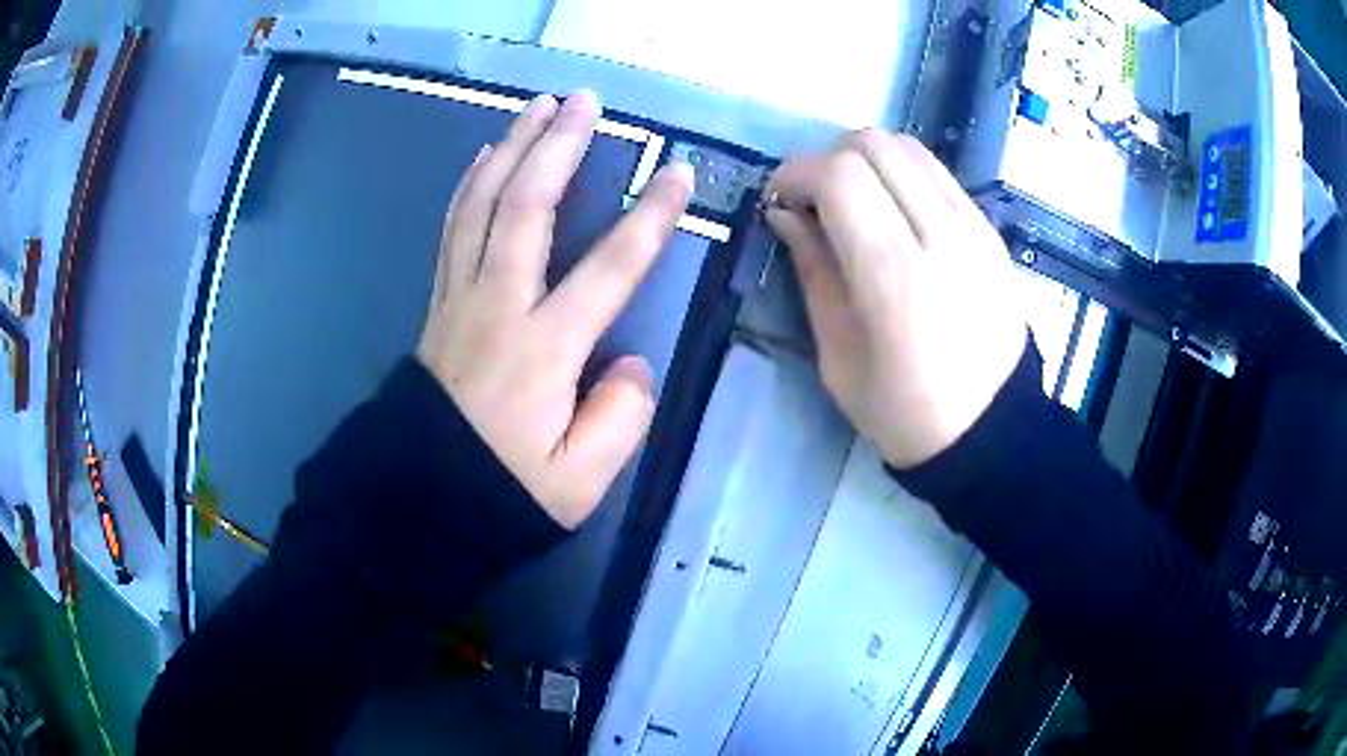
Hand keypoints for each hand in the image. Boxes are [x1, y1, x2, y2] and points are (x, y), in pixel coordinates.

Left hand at [417, 91, 692, 528]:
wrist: (420, 496)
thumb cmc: (504, 490)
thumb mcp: (580, 481)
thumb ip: (619, 418)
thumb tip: (629, 360)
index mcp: (543, 349)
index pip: (609, 267)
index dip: (650, 216)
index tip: (677, 172)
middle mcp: (498, 306)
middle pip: (526, 206)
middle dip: (560, 146)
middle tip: (587, 101)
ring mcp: (460, 298)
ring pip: (482, 204)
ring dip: (512, 148)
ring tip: (539, 106)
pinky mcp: (439, 301)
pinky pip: (453, 227)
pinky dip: (470, 183)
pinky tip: (485, 155)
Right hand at [765, 130, 1025, 468]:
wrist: (990, 430)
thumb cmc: (904, 410)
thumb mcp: (838, 354)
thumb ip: (812, 269)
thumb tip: (785, 213)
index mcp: (896, 275)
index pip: (841, 175)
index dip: (797, 173)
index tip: (779, 200)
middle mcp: (942, 234)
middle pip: (875, 144)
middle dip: (828, 158)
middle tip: (813, 199)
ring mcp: (974, 227)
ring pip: (909, 147)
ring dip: (866, 159)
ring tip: (851, 201)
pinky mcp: (990, 230)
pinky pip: (937, 173)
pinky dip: (901, 174)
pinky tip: (891, 212)